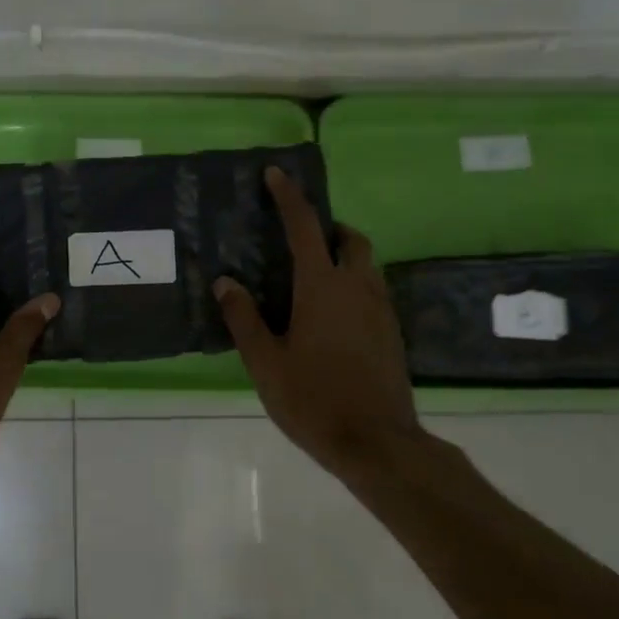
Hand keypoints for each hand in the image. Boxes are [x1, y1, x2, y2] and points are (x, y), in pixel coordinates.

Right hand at [215, 167, 425, 476]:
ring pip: (366, 264)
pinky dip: (355, 283)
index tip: (276, 174)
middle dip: (328, 227)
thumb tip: (225, 282)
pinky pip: (374, 290)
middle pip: (350, 238)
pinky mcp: (392, 332)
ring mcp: (381, 309)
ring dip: (344, 255)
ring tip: (314, 276)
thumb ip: (244, 318)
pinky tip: (334, 314)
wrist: (377, 443)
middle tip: (300, 239)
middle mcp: (357, 287)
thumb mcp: (266, 362)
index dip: (289, 198)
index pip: (304, 227)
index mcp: (321, 287)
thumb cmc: (313, 399)